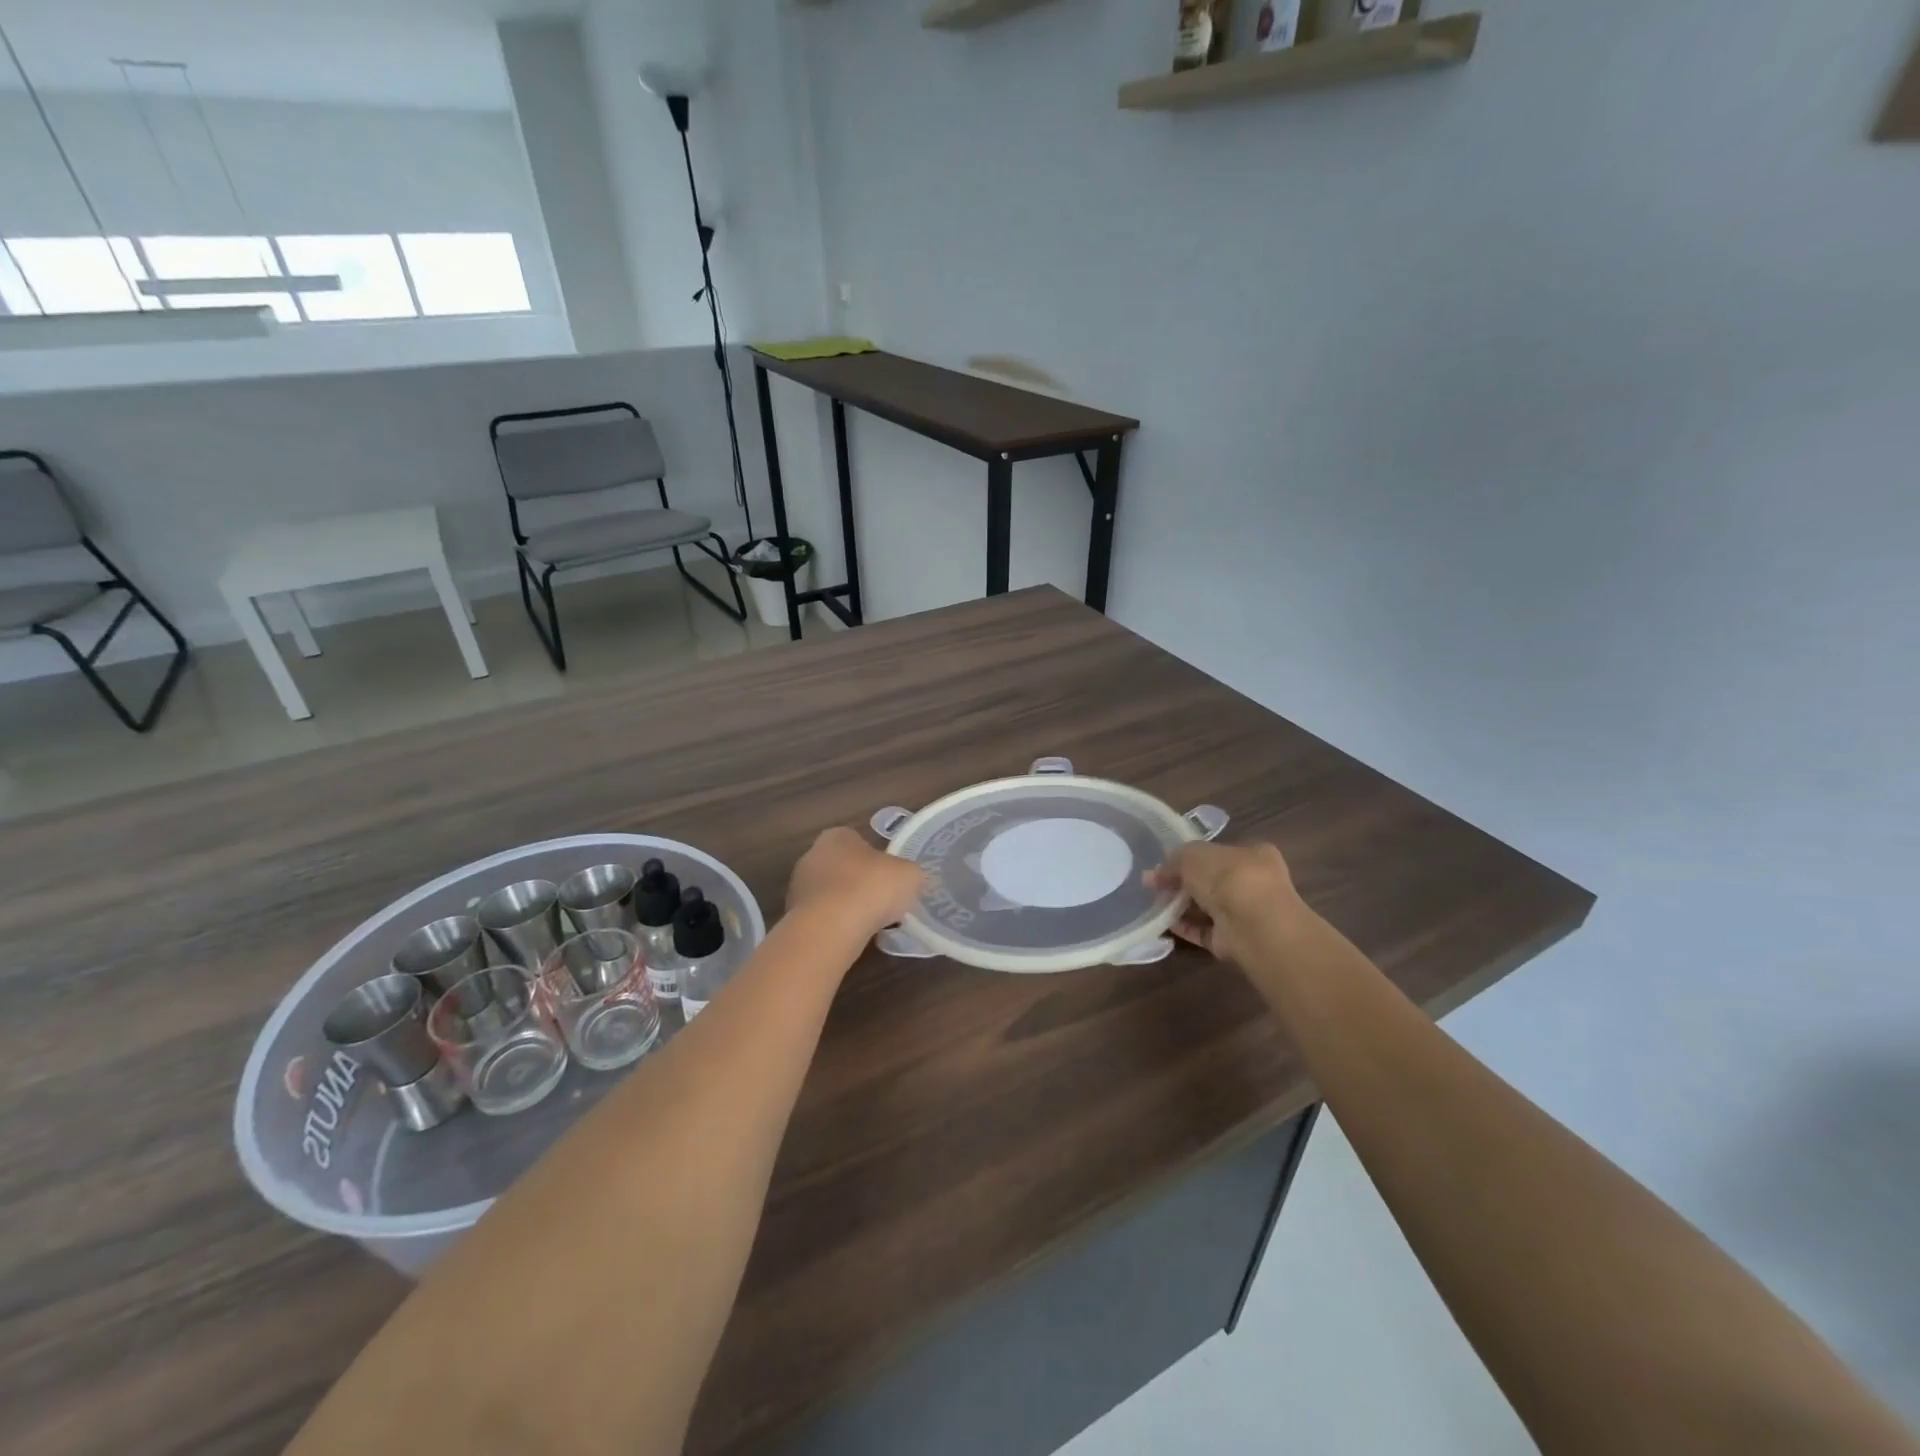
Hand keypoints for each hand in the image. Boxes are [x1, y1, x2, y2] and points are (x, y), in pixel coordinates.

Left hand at [786, 827, 926, 937]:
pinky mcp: (793, 916)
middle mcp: (812, 854)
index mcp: (838, 836)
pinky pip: (823, 917)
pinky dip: (835, 925)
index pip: (859, 842)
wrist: (831, 928)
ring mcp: (799, 886)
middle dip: (860, 883)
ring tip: (869, 924)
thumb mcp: (909, 875)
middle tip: (882, 902)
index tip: (890, 880)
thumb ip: (908, 873)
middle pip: (844, 868)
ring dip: (847, 906)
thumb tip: (907, 880)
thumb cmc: (872, 888)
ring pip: (831, 894)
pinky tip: (851, 937)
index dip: (878, 861)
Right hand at [1149, 840, 1305, 965]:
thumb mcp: (1192, 855)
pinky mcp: (1236, 940)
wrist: (1252, 925)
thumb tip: (1154, 874)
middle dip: (1183, 883)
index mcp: (1253, 854)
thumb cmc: (1227, 877)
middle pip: (1212, 881)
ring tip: (1155, 904)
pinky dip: (1186, 927)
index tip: (1167, 865)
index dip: (1191, 858)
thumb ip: (1173, 861)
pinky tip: (1165, 923)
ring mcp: (1246, 914)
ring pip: (1208, 907)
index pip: (1219, 853)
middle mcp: (1253, 883)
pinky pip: (1206, 931)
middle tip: (1155, 886)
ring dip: (1182, 905)